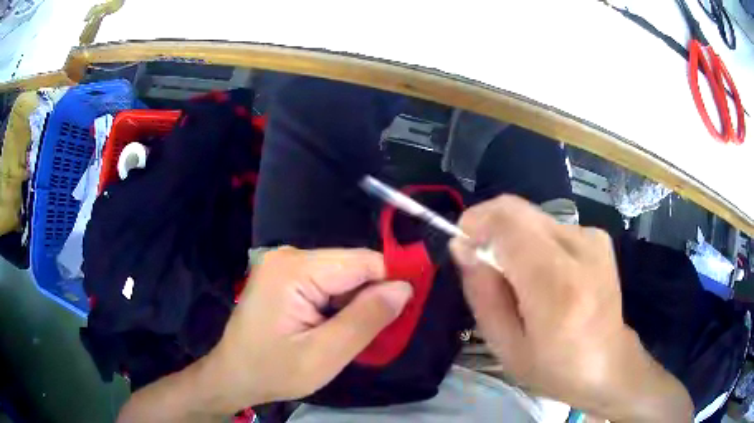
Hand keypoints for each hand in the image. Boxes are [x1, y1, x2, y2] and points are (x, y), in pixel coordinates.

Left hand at [118, 247, 411, 421]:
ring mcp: (284, 264)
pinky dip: (339, 304)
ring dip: (355, 303)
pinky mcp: (285, 276)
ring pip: (342, 276)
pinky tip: (334, 327)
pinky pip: (327, 283)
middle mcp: (289, 256)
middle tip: (377, 333)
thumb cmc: (273, 371)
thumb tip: (405, 288)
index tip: (407, 311)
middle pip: (352, 267)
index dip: (391, 282)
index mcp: (294, 269)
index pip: (362, 261)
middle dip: (370, 297)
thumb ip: (366, 320)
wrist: (234, 376)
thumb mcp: (324, 356)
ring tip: (351, 334)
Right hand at [449, 195, 692, 421]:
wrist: (609, 364)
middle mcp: (580, 250)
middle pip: (518, 210)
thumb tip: (461, 245)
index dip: (475, 223)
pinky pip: (549, 225)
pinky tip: (542, 274)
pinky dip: (533, 242)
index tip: (462, 244)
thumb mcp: (505, 346)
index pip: (508, 225)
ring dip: (512, 237)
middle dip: (488, 225)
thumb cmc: (554, 367)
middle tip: (481, 260)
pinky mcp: (597, 235)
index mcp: (557, 288)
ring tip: (517, 277)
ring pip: (531, 215)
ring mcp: (593, 238)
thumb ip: (482, 293)